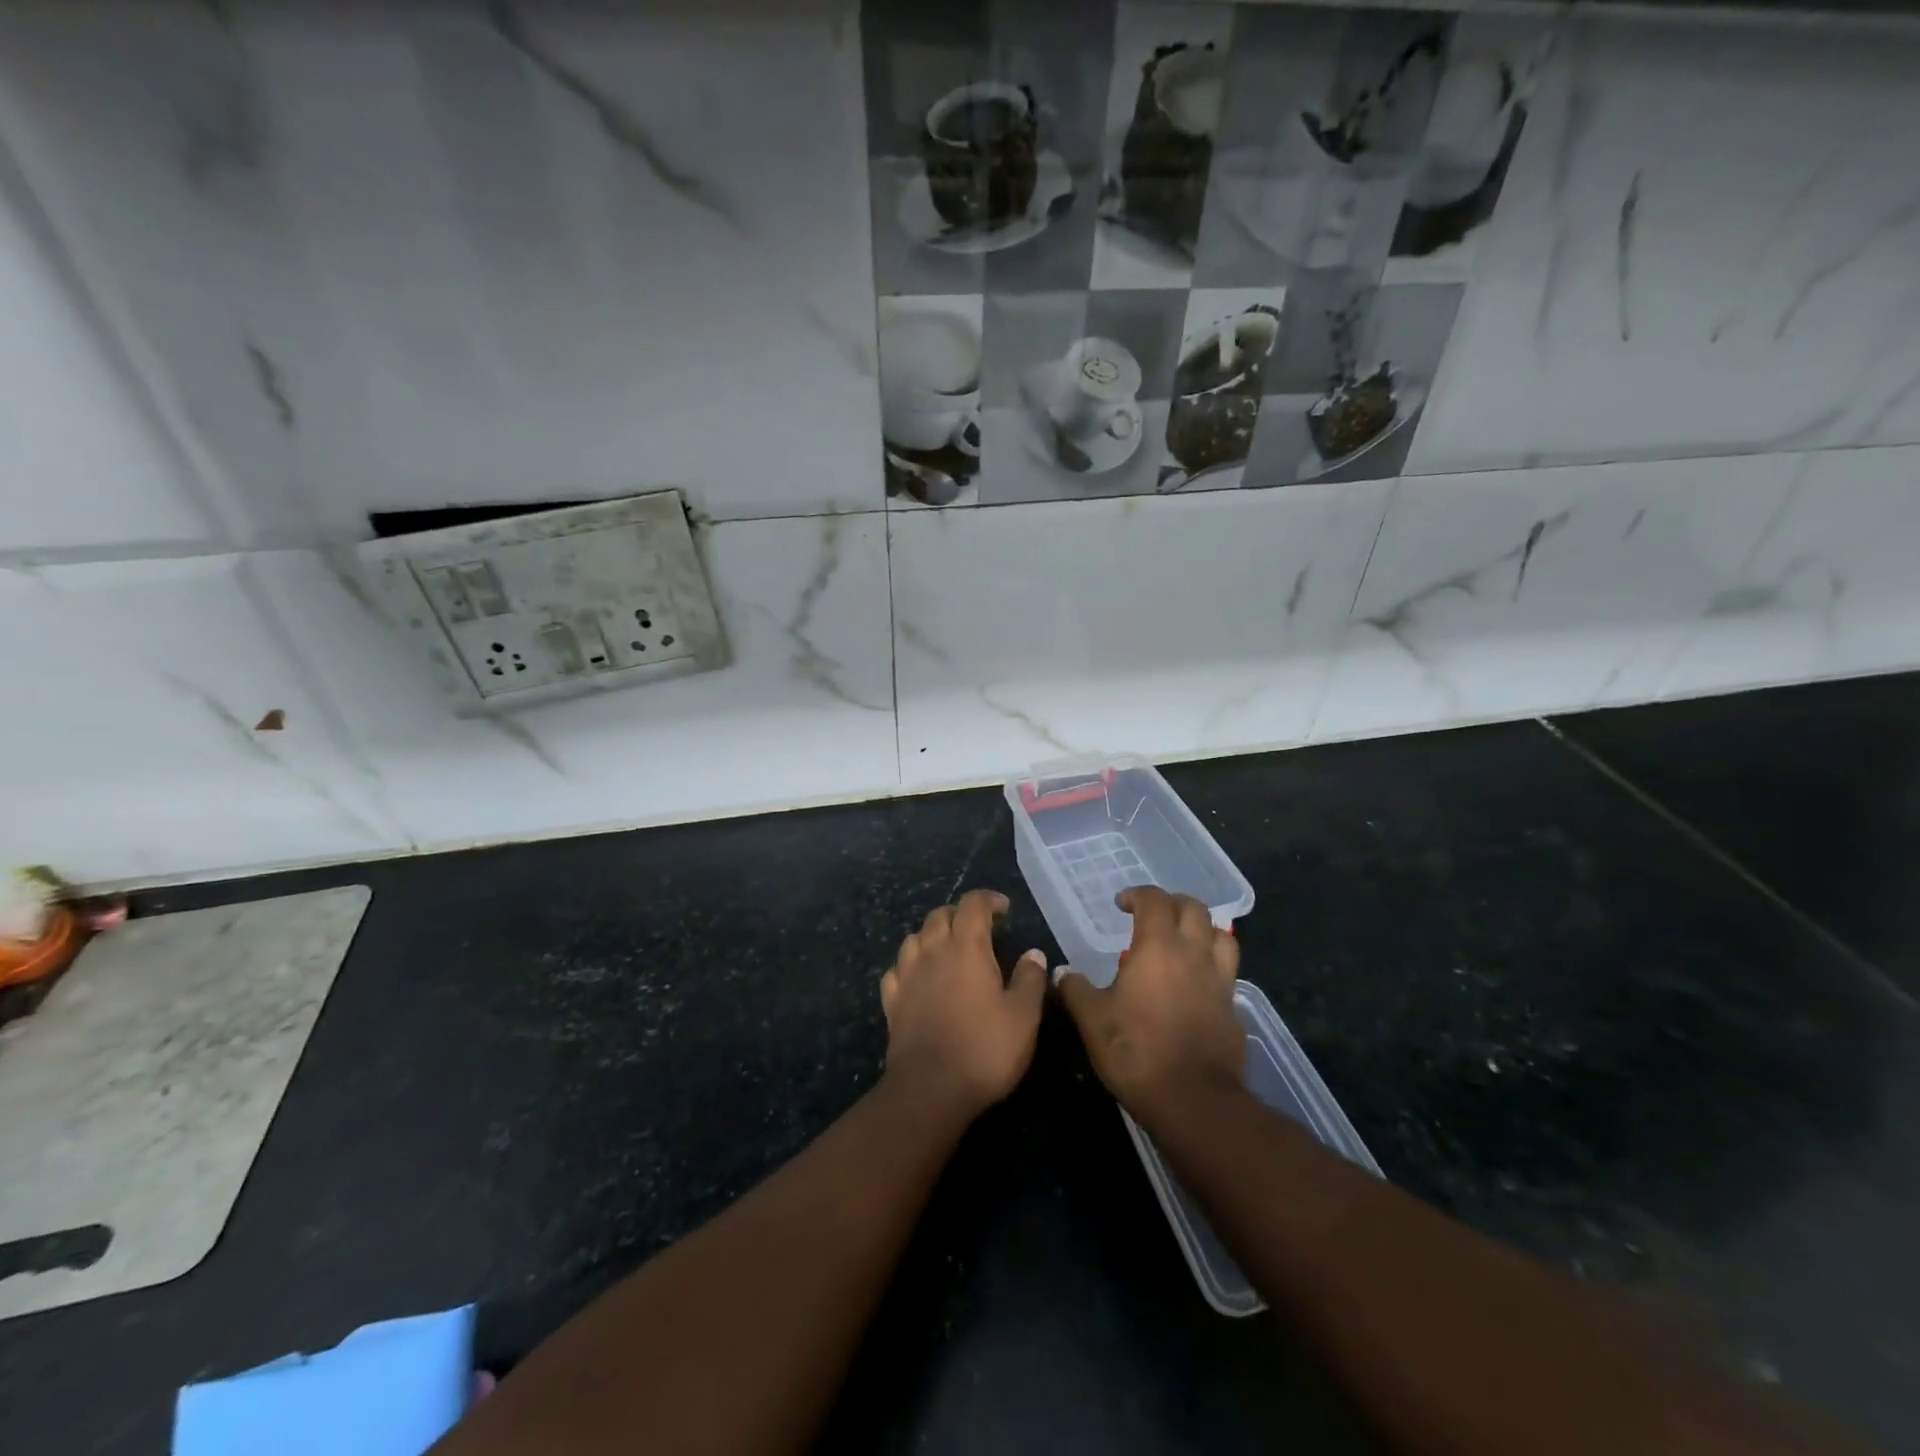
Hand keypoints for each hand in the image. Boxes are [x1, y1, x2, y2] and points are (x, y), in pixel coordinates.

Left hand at [880, 889, 1046, 1116]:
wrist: (930, 1089)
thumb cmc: (984, 1049)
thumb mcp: (1023, 1016)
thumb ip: (1030, 979)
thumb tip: (1033, 953)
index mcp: (966, 948)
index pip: (973, 904)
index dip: (989, 899)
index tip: (1004, 909)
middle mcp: (933, 952)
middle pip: (939, 915)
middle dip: (959, 913)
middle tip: (978, 928)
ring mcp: (907, 976)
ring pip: (913, 938)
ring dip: (931, 935)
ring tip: (947, 949)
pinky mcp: (891, 1001)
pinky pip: (896, 969)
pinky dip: (909, 965)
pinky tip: (918, 978)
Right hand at [1056, 886, 1243, 1119]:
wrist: (1193, 1100)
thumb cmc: (1136, 1050)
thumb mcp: (1092, 1020)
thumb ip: (1076, 990)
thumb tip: (1061, 973)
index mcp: (1158, 946)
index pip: (1154, 901)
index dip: (1137, 895)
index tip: (1121, 904)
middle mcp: (1194, 953)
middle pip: (1194, 908)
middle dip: (1172, 903)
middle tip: (1152, 915)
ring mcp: (1219, 980)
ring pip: (1221, 935)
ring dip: (1201, 928)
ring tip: (1183, 939)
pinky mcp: (1233, 1007)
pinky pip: (1227, 970)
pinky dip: (1212, 963)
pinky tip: (1197, 980)